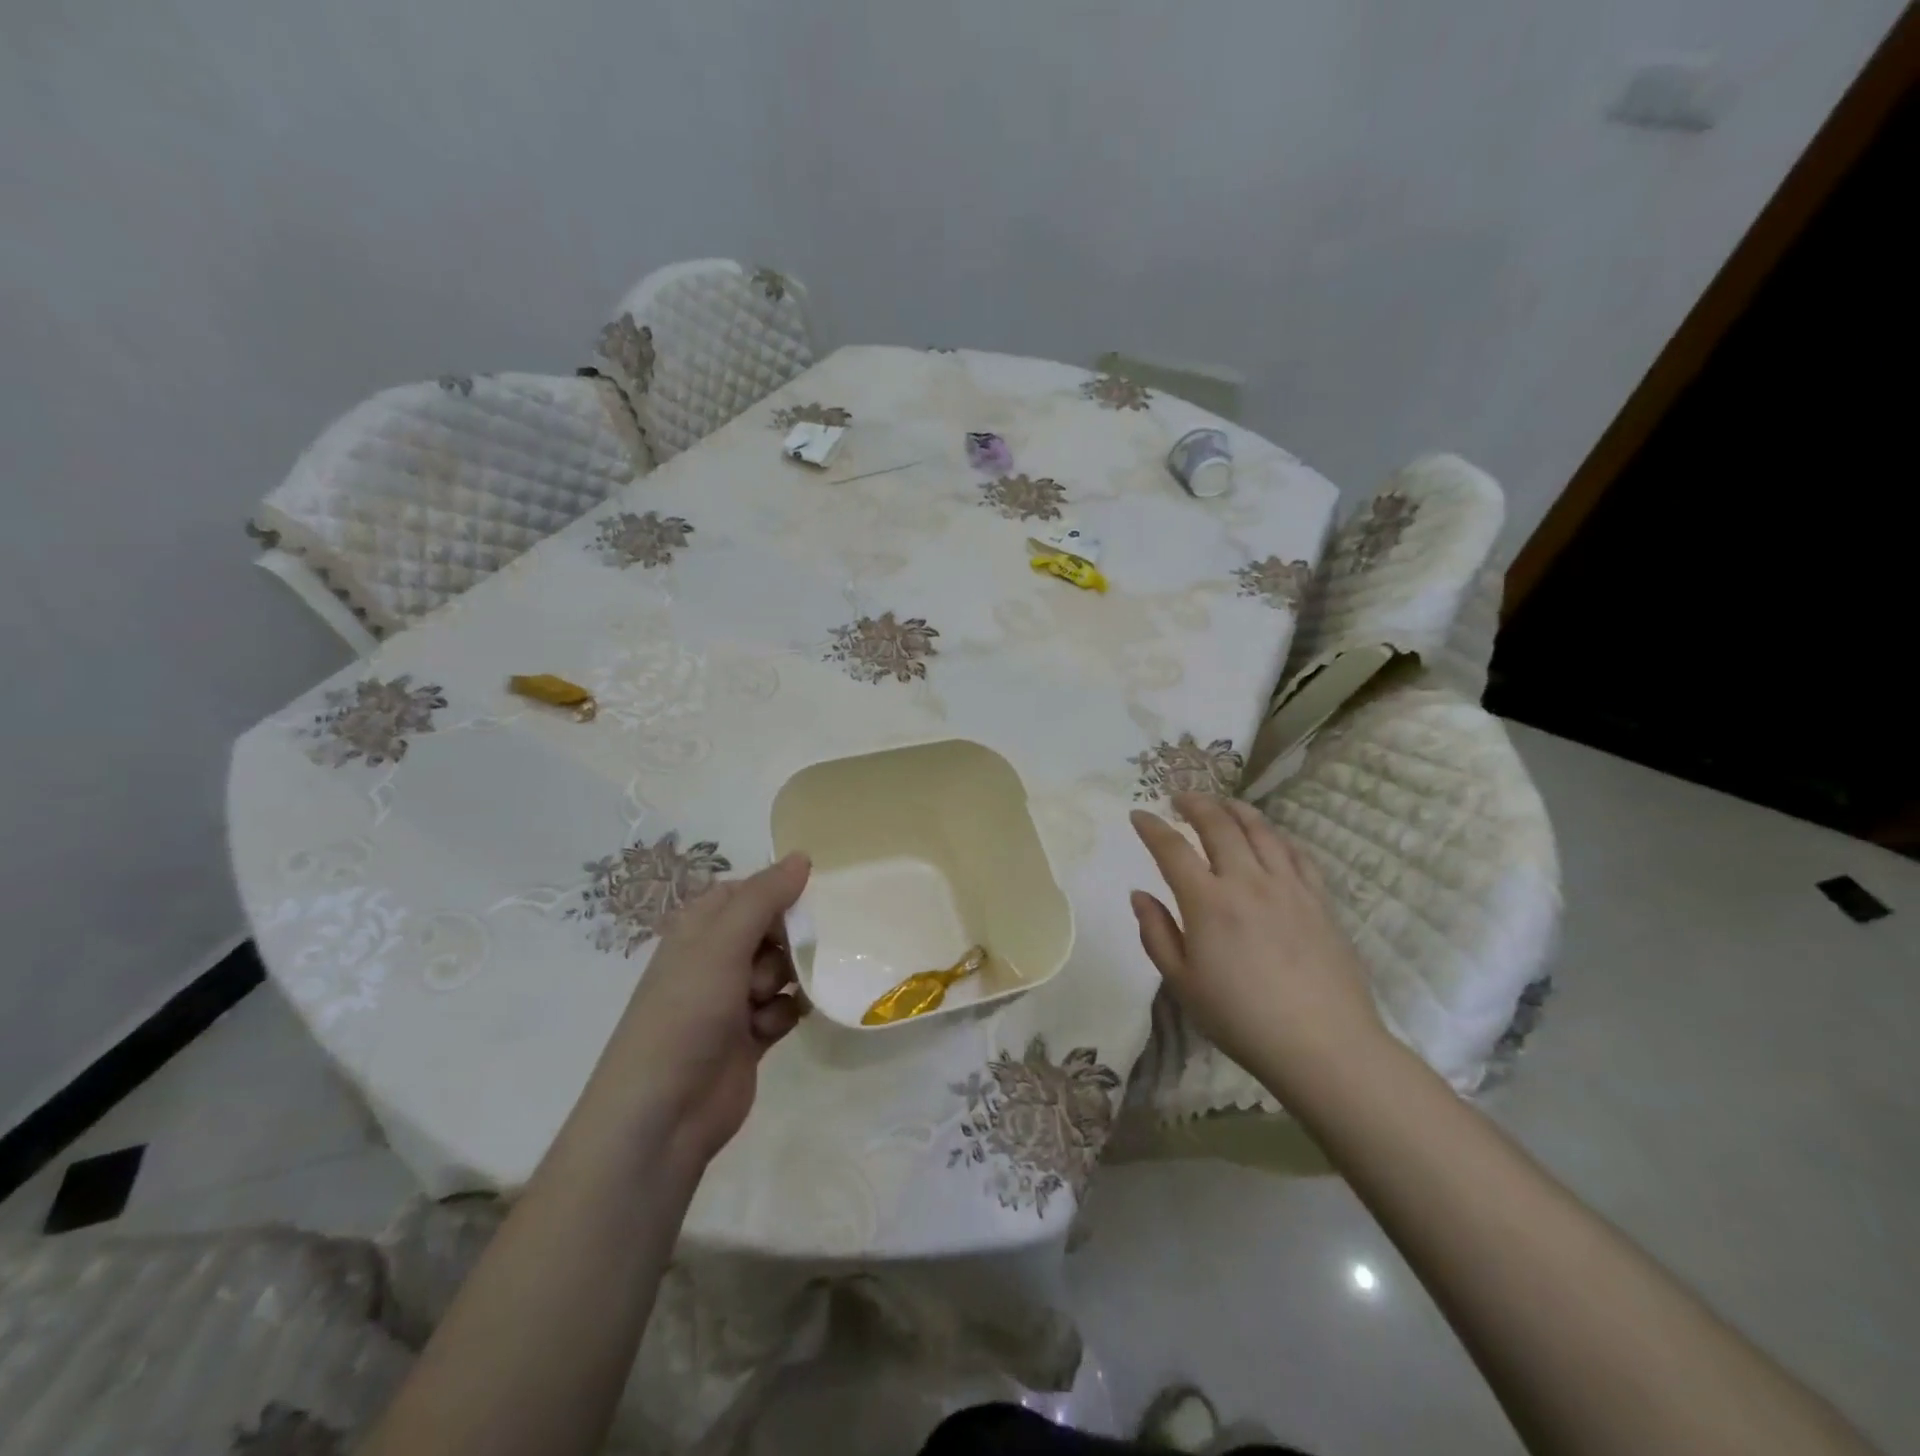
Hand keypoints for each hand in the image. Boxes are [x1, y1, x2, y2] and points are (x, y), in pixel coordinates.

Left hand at [582, 853, 811, 1166]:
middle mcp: (715, 958)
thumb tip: (802, 856)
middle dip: (788, 943)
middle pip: (772, 929)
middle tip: (786, 957)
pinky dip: (782, 1014)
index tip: (807, 902)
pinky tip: (769, 1029)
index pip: (748, 892)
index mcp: (699, 928)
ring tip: (765, 1001)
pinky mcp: (751, 1034)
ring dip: (786, 981)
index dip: (778, 894)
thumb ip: (764, 897)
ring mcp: (732, 998)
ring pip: (783, 969)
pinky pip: (784, 1007)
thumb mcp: (722, 944)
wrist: (663, 1115)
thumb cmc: (686, 1014)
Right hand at [1129, 794, 1383, 1093]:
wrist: (1324, 1045)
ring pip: (1261, 830)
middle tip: (1179, 797)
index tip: (1138, 815)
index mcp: (1208, 902)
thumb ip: (1156, 933)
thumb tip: (1139, 894)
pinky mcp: (1319, 899)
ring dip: (1235, 809)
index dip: (1152, 827)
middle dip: (1195, 804)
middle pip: (1219, 825)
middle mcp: (1247, 881)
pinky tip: (1270, 836)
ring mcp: (1288, 886)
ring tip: (1221, 804)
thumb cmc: (1241, 1018)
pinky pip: (1296, 853)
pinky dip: (1276, 835)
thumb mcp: (1182, 983)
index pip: (1172, 849)